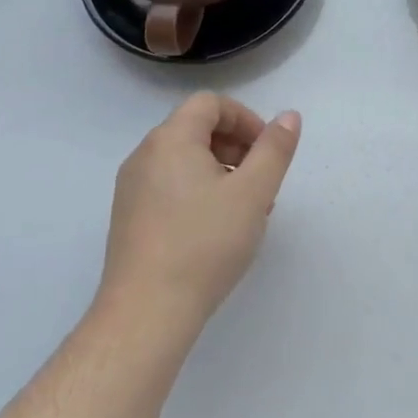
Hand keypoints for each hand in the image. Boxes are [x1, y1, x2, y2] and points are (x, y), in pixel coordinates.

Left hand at [95, 93, 301, 333]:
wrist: (146, 313)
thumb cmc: (204, 244)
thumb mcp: (253, 193)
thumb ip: (274, 149)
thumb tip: (288, 116)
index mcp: (170, 140)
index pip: (210, 104)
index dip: (245, 118)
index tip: (267, 150)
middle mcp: (145, 155)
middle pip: (196, 129)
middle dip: (236, 146)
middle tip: (262, 180)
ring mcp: (132, 188)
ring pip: (185, 160)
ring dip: (221, 170)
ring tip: (247, 209)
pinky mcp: (129, 218)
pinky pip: (170, 186)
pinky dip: (200, 190)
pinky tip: (219, 228)